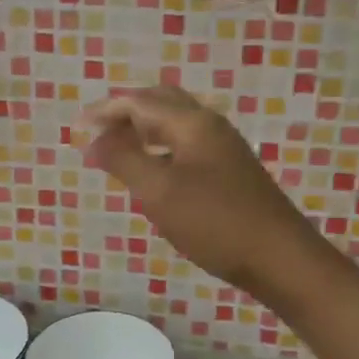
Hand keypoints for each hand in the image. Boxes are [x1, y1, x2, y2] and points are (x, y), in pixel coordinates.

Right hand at [77, 85, 321, 293]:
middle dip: (125, 113)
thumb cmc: (215, 223)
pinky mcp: (230, 170)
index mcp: (192, 123)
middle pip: (160, 103)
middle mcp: (210, 125)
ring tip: (117, 151)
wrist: (279, 257)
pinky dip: (159, 147)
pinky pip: (185, 144)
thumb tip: (94, 140)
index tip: (78, 128)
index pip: (140, 101)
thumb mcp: (159, 192)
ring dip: (142, 130)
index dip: (106, 111)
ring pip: (174, 124)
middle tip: (98, 134)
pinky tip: (151, 171)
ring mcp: (223, 147)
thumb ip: (124, 160)